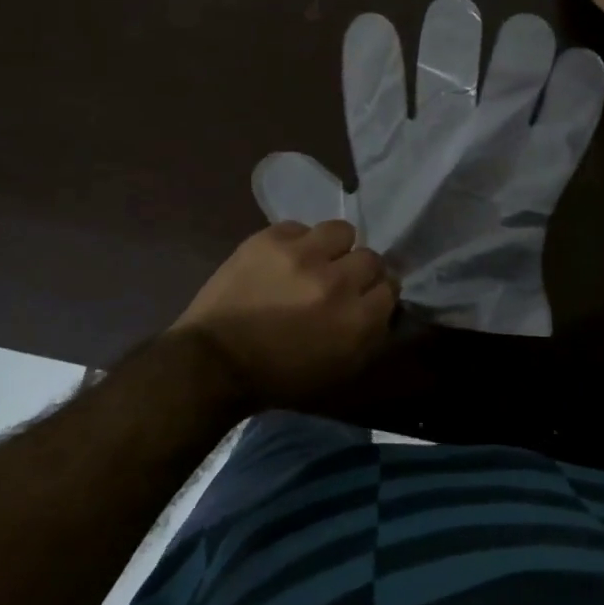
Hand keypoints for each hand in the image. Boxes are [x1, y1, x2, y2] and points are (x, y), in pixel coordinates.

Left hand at [170, 220, 396, 407]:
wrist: (213, 360)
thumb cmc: (277, 377)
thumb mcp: (336, 371)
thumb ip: (367, 335)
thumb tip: (380, 304)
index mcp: (355, 321)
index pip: (390, 288)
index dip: (378, 293)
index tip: (365, 298)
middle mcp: (336, 282)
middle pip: (371, 258)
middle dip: (358, 270)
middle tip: (340, 281)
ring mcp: (302, 254)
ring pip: (341, 231)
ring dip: (333, 247)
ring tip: (316, 260)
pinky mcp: (271, 238)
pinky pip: (301, 227)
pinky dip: (297, 243)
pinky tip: (284, 260)